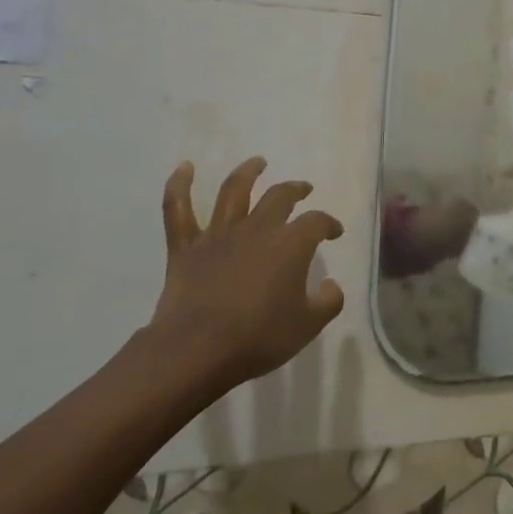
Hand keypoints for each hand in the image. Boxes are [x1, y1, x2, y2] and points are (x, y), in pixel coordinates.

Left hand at [148, 158, 344, 394]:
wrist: (196, 351)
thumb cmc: (258, 338)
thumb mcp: (308, 326)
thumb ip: (328, 301)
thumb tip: (331, 284)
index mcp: (290, 244)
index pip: (317, 222)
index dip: (329, 223)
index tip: (334, 232)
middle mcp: (257, 229)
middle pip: (279, 196)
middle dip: (295, 189)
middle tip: (302, 189)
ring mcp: (218, 235)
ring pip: (234, 191)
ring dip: (247, 172)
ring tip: (257, 162)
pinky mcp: (186, 248)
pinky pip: (178, 210)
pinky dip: (179, 185)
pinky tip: (184, 167)